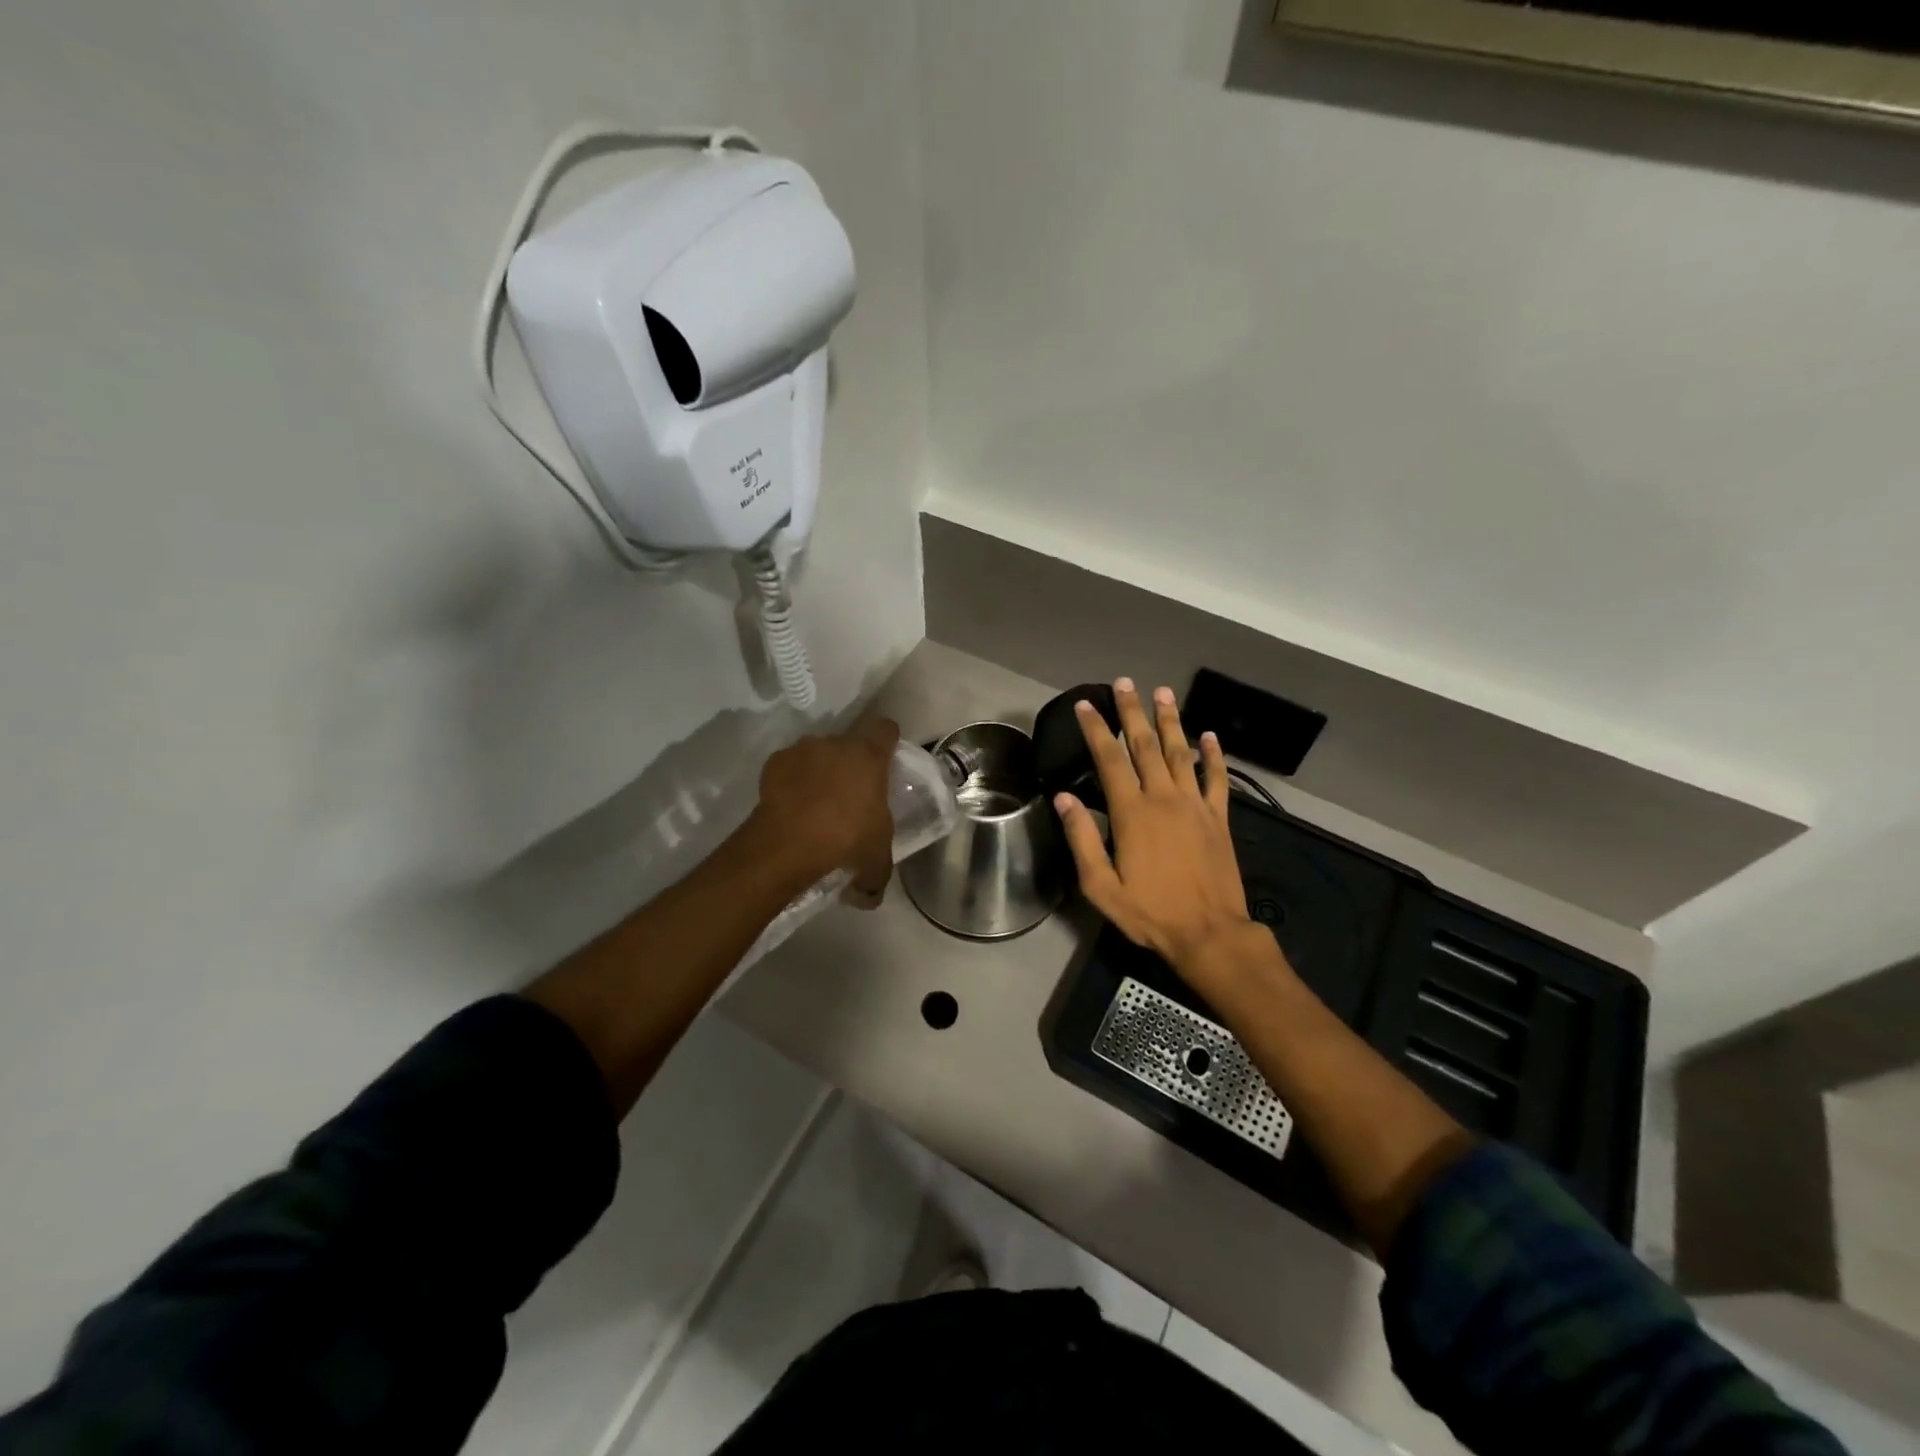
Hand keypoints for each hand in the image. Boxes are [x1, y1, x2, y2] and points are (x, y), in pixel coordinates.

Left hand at [752, 714, 899, 907]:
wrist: (787, 842)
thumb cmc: (845, 839)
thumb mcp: (874, 862)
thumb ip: (876, 876)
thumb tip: (869, 896)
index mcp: (870, 756)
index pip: (886, 729)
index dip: (887, 741)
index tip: (885, 759)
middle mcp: (837, 743)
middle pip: (849, 743)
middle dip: (850, 763)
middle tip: (850, 794)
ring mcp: (802, 750)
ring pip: (818, 754)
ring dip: (819, 771)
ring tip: (816, 804)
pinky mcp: (774, 763)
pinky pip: (789, 768)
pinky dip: (792, 782)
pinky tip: (792, 808)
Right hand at [1054, 680, 1262, 979]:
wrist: (1209, 933)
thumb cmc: (1150, 913)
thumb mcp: (1101, 886)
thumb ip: (1082, 838)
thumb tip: (1063, 798)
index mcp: (1132, 813)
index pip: (1110, 760)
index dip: (1096, 729)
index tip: (1086, 705)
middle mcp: (1164, 799)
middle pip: (1146, 746)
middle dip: (1133, 712)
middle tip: (1125, 682)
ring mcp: (1195, 805)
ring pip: (1181, 752)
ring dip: (1171, 721)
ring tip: (1163, 692)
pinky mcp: (1219, 818)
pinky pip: (1217, 778)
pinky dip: (1214, 755)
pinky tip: (1209, 735)